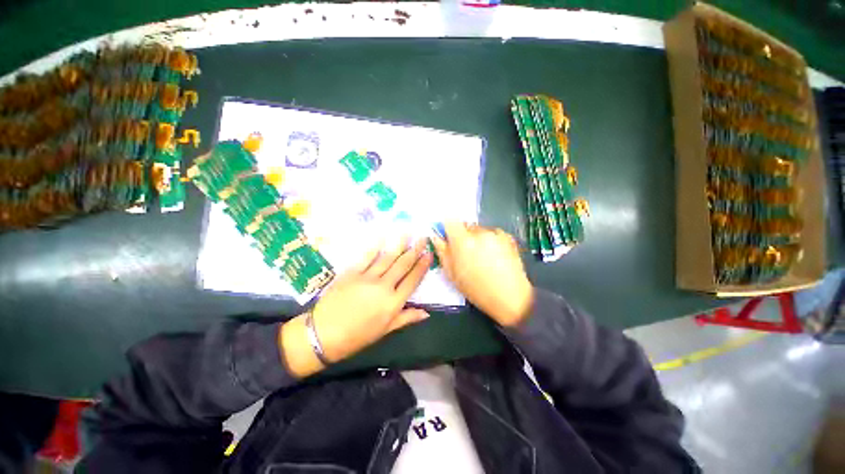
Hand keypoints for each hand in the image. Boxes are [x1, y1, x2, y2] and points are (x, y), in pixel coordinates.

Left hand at [281, 238, 431, 376]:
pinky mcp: (352, 272)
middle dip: (415, 251)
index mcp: (393, 303)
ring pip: (388, 258)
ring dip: (399, 244)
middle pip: (403, 265)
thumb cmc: (356, 337)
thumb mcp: (384, 331)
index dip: (422, 267)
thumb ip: (406, 318)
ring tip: (408, 232)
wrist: (322, 335)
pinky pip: (366, 256)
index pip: (412, 280)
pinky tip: (383, 236)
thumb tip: (426, 312)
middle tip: (423, 238)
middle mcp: (384, 287)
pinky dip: (375, 246)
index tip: (429, 254)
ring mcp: (367, 277)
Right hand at [432, 223, 533, 327]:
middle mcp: (479, 232)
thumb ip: (442, 251)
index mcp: (462, 241)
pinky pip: (493, 234)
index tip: (449, 237)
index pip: (450, 221)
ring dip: (477, 239)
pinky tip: (495, 257)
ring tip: (483, 258)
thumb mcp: (452, 273)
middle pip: (466, 226)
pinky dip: (491, 241)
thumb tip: (436, 236)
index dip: (448, 227)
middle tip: (466, 253)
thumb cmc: (476, 289)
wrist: (510, 297)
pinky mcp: (508, 237)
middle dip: (463, 236)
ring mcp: (495, 233)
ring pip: (480, 230)